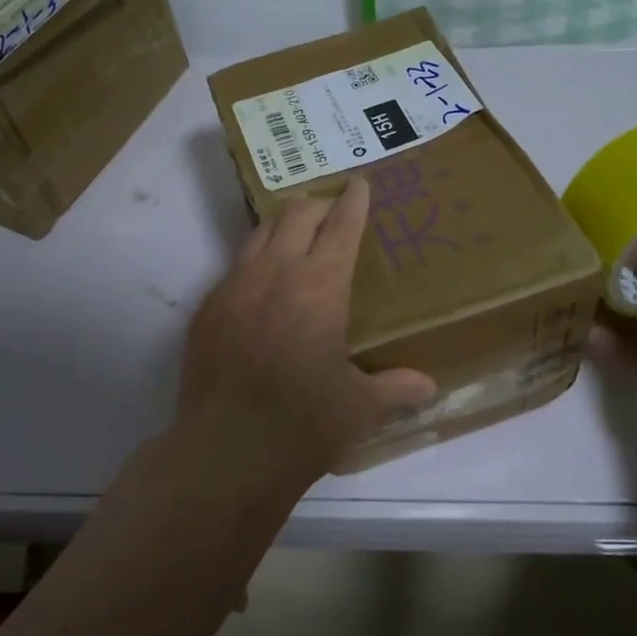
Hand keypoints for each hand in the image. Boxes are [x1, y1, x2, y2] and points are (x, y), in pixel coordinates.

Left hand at [174, 176, 435, 488]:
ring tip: (296, 236)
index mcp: (320, 287)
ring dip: (282, 226)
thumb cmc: (303, 423)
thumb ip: (396, 389)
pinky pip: (234, 268)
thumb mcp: (359, 408)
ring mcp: (234, 287)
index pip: (341, 226)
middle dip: (318, 204)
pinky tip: (261, 289)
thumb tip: (430, 388)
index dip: (354, 200)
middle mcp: (275, 273)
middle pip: (296, 214)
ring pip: (259, 233)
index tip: (360, 183)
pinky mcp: (206, 309)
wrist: (224, 452)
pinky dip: (254, 263)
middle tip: (332, 211)